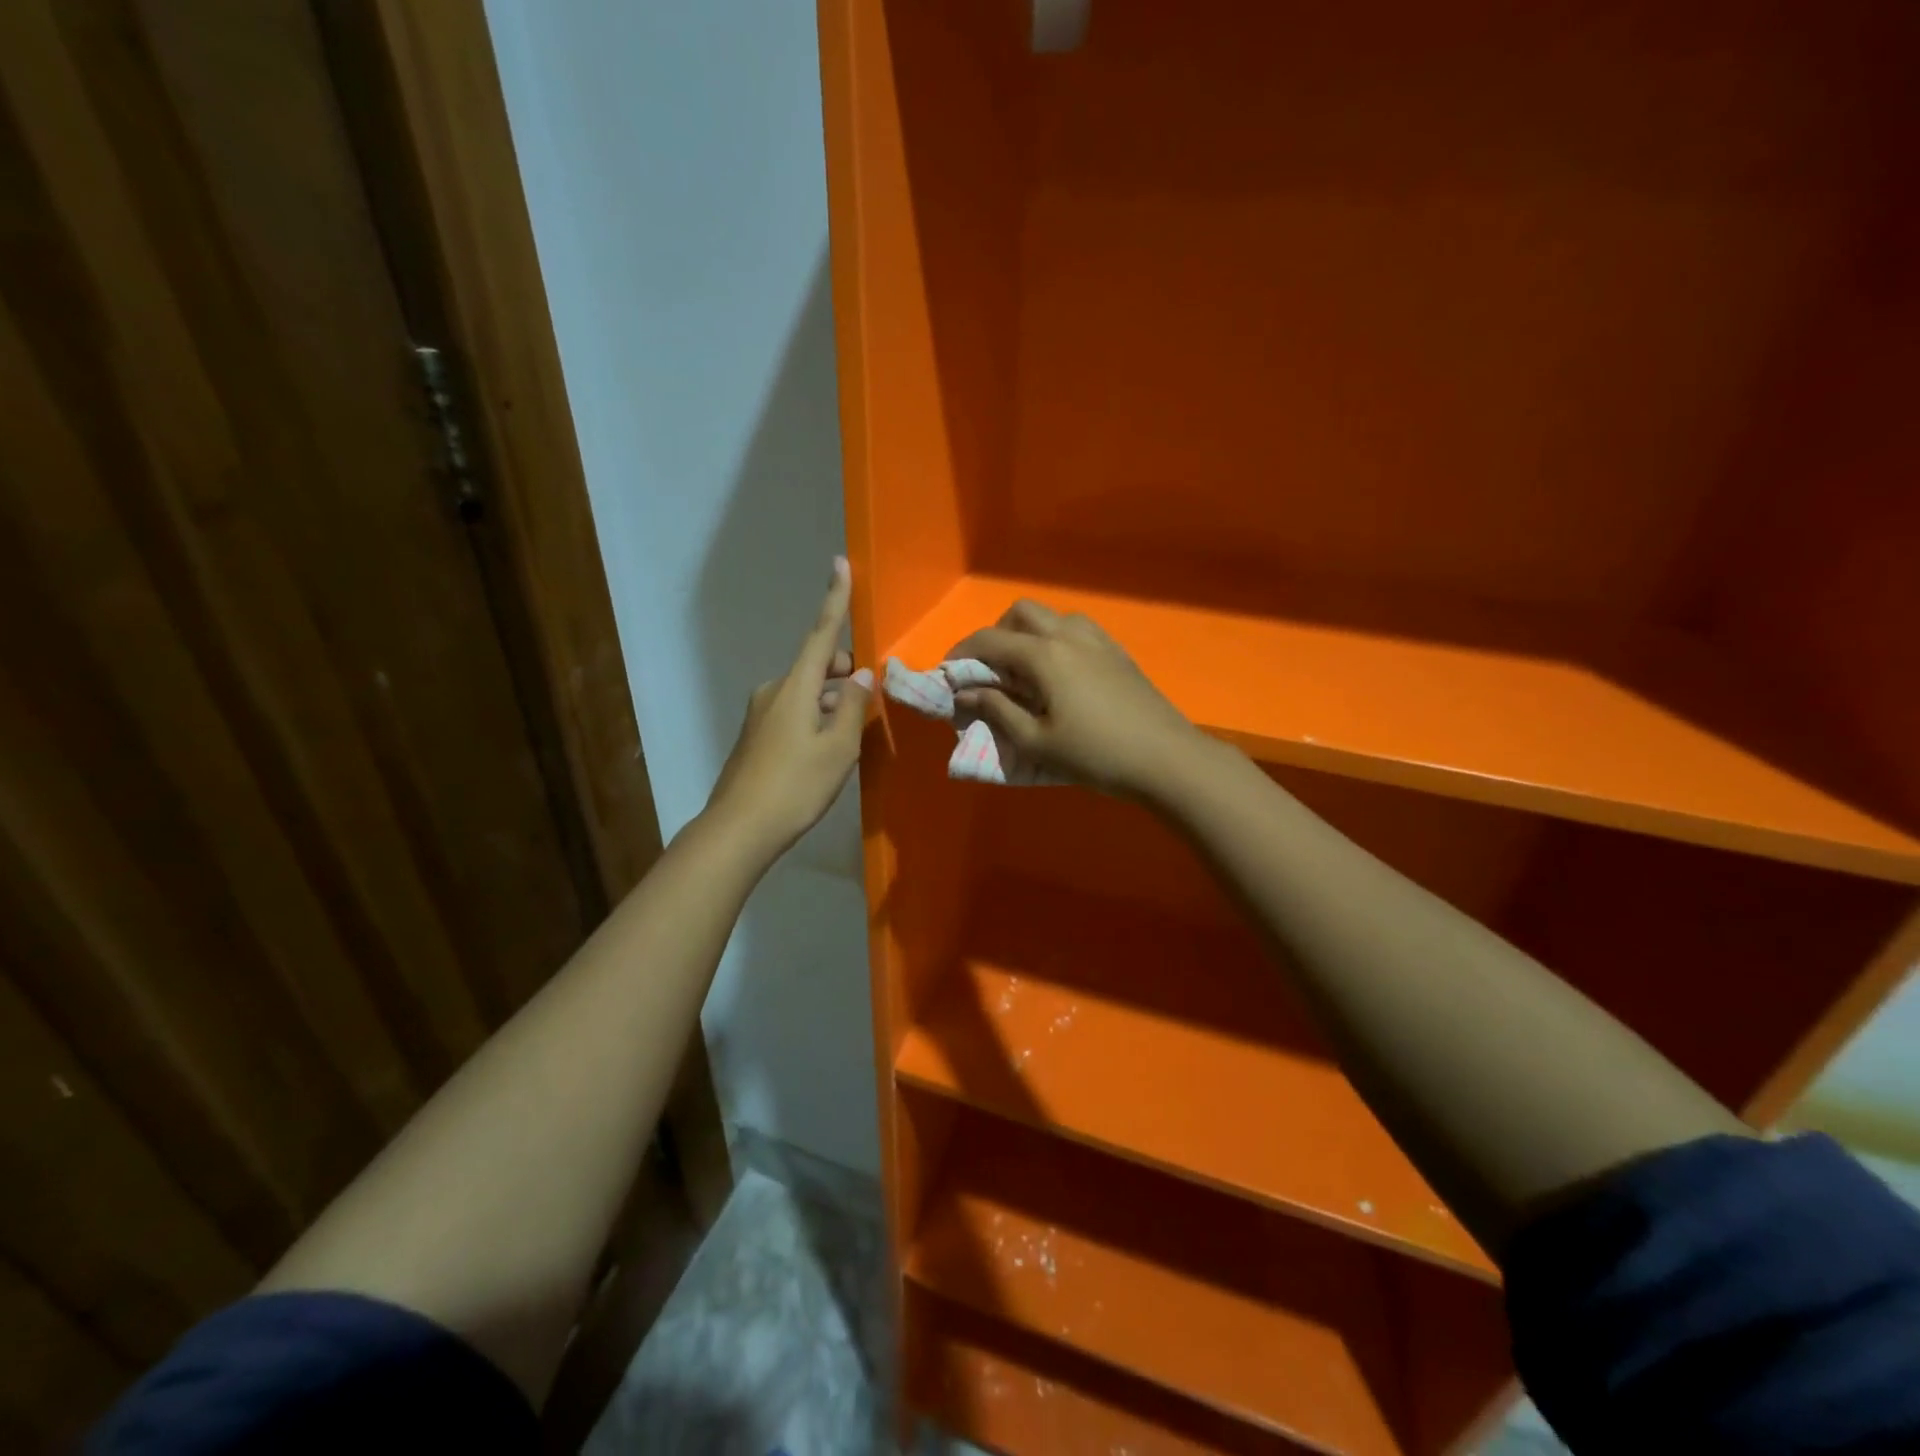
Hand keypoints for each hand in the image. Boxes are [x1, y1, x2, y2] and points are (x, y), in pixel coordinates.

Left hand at [707, 557, 872, 858]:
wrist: (739, 828)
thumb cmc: (796, 785)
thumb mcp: (839, 749)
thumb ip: (854, 709)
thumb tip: (862, 678)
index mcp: (796, 687)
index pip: (822, 634)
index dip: (834, 599)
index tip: (840, 564)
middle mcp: (775, 691)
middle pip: (817, 667)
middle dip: (844, 674)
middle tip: (867, 702)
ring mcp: (761, 714)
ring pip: (808, 694)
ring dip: (832, 702)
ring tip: (851, 737)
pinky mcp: (756, 736)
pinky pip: (794, 712)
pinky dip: (816, 718)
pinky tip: (825, 750)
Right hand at [948, 600, 1207, 800]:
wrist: (1166, 759)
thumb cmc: (1095, 754)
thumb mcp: (1036, 741)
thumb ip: (997, 711)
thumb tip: (966, 692)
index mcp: (1044, 655)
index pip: (989, 641)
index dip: (962, 654)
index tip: (948, 675)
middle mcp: (1068, 635)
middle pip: (1021, 613)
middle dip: (997, 634)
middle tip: (990, 671)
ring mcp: (1098, 640)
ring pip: (1053, 617)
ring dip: (1029, 634)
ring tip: (1025, 672)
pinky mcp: (1118, 652)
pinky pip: (1077, 630)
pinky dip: (1056, 640)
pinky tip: (1060, 676)